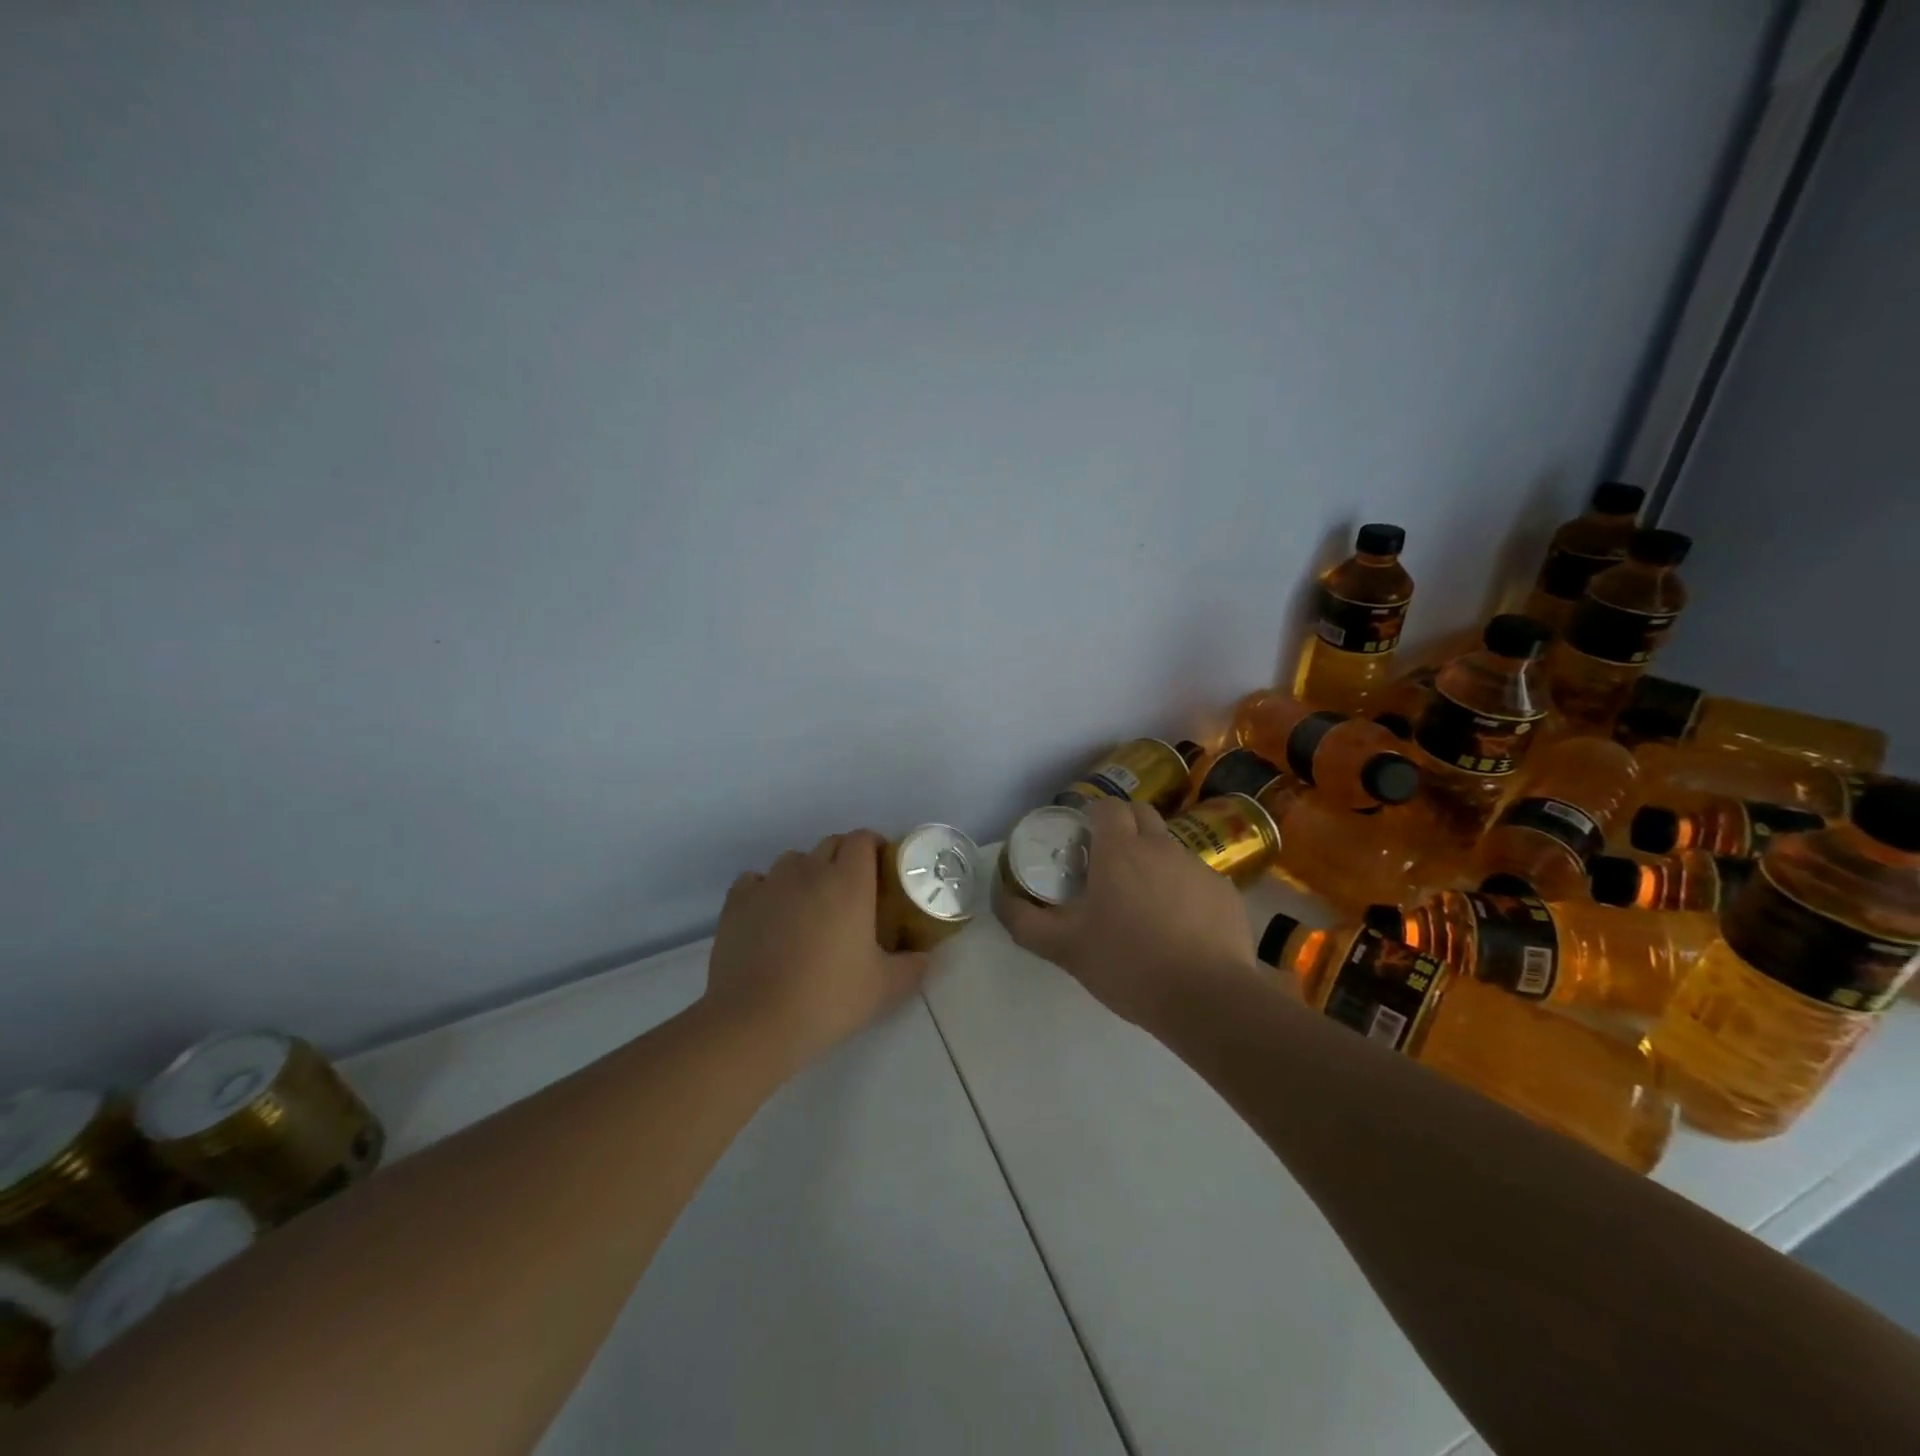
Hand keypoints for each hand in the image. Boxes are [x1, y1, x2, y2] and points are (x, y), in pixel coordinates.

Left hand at [703, 829, 929, 1073]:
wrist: (756, 1022)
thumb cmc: (829, 999)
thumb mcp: (885, 989)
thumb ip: (913, 967)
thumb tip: (926, 957)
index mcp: (849, 883)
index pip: (862, 839)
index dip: (874, 847)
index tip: (882, 869)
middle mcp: (809, 872)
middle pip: (830, 844)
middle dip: (844, 858)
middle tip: (852, 892)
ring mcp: (769, 884)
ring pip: (793, 861)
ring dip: (806, 873)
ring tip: (809, 905)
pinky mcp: (737, 903)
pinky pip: (756, 881)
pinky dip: (767, 890)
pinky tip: (770, 915)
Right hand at [999, 797, 1255, 1026]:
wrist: (1207, 999)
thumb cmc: (1128, 965)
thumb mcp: (1064, 948)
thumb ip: (1024, 921)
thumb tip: (1001, 896)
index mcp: (1120, 850)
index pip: (1107, 806)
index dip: (1092, 817)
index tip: (1081, 841)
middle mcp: (1161, 847)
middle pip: (1142, 815)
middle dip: (1124, 827)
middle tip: (1108, 864)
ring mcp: (1198, 868)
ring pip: (1170, 848)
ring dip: (1154, 861)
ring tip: (1144, 903)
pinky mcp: (1226, 893)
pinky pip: (1197, 879)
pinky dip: (1184, 891)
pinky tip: (1180, 928)